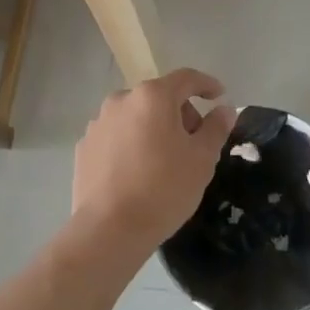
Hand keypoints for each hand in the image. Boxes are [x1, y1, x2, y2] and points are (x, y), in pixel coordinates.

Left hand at [72, 69, 235, 260]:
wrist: (108, 230)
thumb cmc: (163, 189)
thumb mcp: (202, 159)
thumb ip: (216, 128)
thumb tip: (224, 109)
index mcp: (153, 96)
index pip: (186, 78)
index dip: (206, 84)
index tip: (219, 95)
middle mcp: (122, 100)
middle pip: (159, 97)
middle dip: (180, 113)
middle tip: (194, 143)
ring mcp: (98, 123)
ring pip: (136, 116)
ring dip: (153, 128)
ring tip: (163, 161)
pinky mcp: (85, 146)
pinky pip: (116, 136)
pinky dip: (131, 144)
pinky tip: (137, 172)